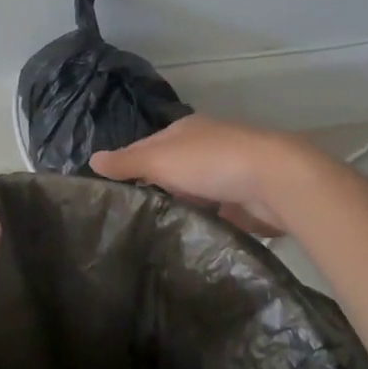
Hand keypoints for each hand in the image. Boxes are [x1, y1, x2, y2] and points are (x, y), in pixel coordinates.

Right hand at [91, 115, 316, 235]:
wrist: (275, 181)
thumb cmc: (211, 162)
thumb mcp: (160, 159)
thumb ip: (126, 162)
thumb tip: (91, 159)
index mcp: (185, 130)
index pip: (145, 146)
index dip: (125, 165)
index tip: (108, 191)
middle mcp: (205, 147)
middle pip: (168, 169)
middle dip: (151, 188)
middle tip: (124, 218)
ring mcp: (226, 174)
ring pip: (190, 191)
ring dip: (176, 206)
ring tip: (148, 232)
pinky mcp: (242, 200)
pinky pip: (211, 212)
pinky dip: (198, 221)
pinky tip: (182, 238)